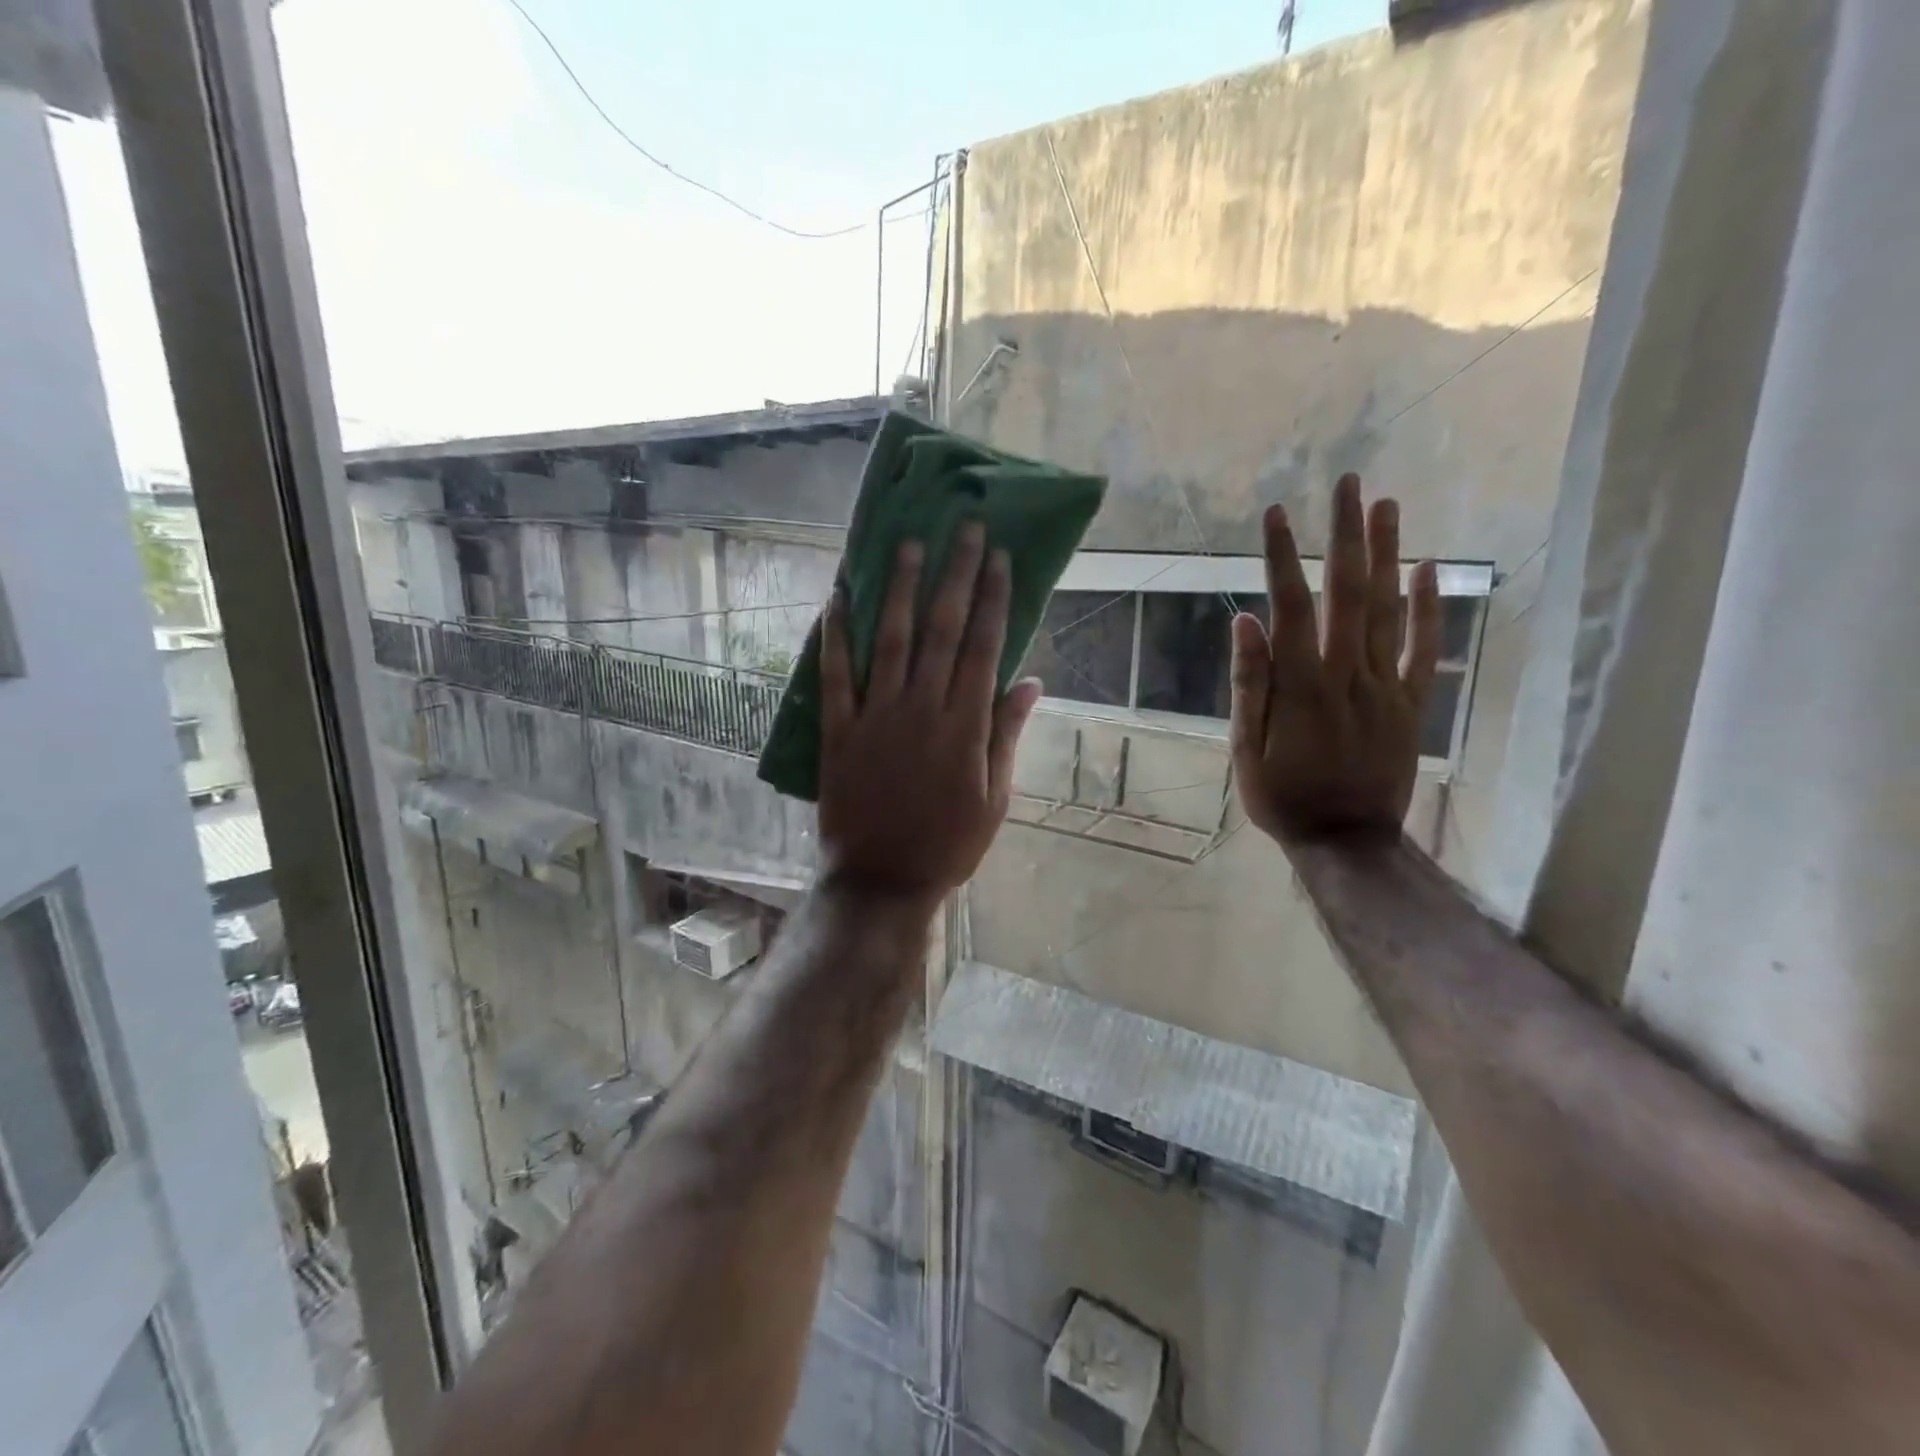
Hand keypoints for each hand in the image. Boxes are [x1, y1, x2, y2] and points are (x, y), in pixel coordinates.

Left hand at [817, 520, 1041, 910]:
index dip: (993, 598)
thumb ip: (1008, 735)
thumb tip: (1030, 682)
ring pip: (892, 639)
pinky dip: (836, 635)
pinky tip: (838, 597)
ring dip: (900, 588)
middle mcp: (923, 708)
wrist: (883, 879)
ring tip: (907, 543)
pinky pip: (836, 674)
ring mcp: (877, 716)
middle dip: (955, 574)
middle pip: (943, 629)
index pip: (984, 646)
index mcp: (966, 725)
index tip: (999, 557)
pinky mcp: (839, 730)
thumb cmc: (948, 844)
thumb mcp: (995, 797)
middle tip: (963, 528)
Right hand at [1230, 472, 1439, 847]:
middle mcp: (1348, 674)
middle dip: (1345, 534)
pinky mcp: (1411, 702)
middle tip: (1347, 483)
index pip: (1291, 606)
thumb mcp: (1247, 749)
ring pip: (1389, 609)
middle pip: (1348, 592)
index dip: (1282, 557)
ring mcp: (1386, 686)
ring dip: (1387, 553)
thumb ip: (1251, 685)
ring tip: (1385, 504)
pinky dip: (1429, 606)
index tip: (1277, 513)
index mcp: (1302, 685)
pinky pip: (1425, 648)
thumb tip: (1246, 623)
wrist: (1348, 841)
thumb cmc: (1284, 797)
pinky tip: (1428, 568)